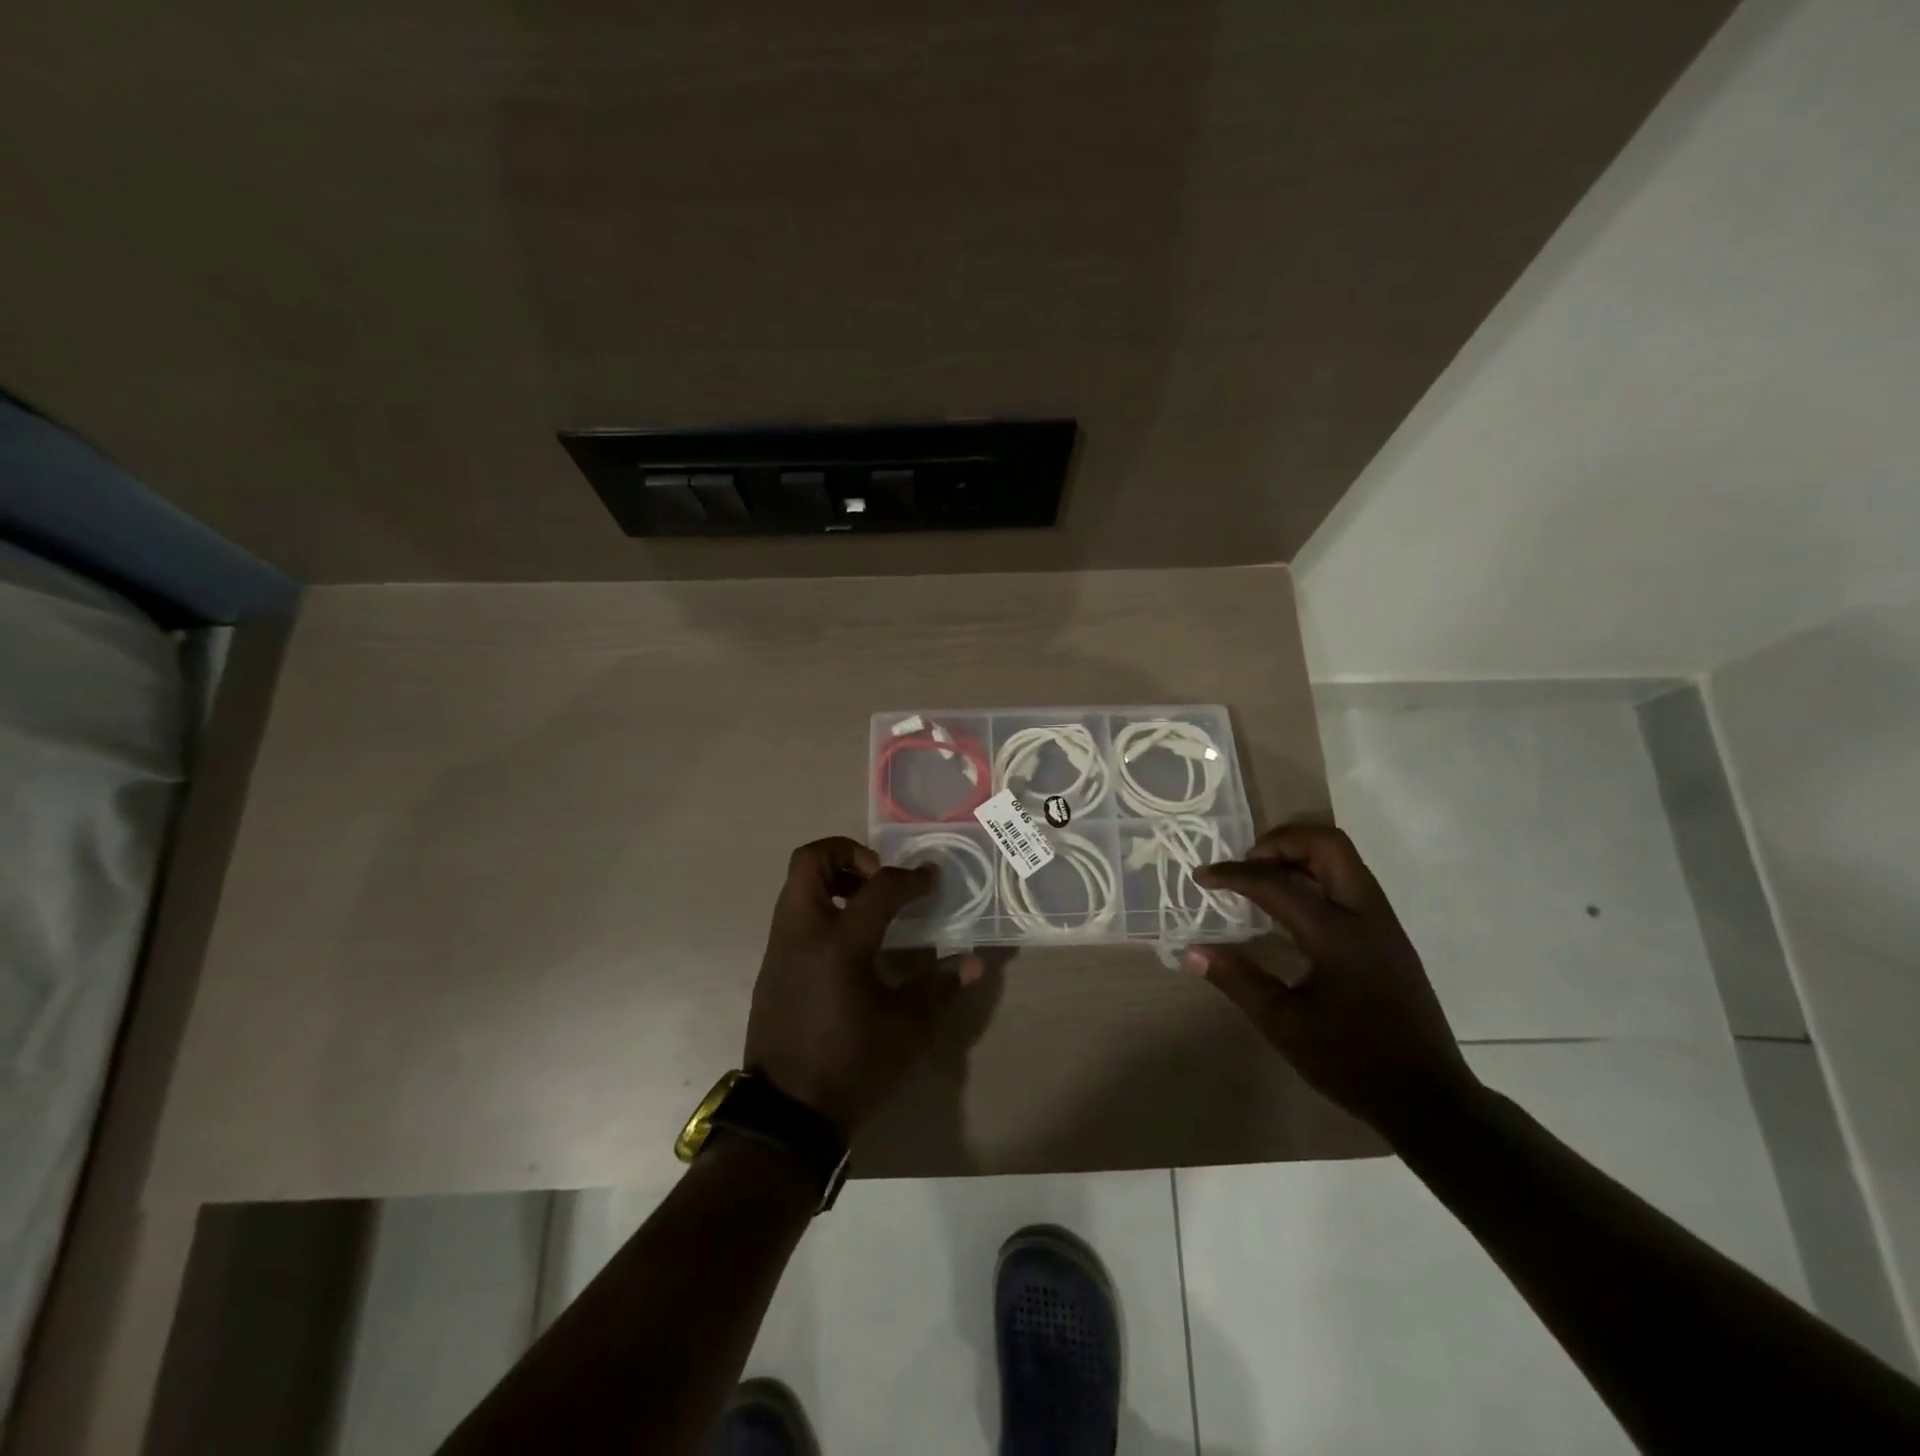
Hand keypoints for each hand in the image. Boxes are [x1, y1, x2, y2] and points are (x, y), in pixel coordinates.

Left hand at [744, 837, 979, 1134]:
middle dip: (847, 852)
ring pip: (796, 886)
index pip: (879, 888)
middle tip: (879, 875)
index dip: (911, 879)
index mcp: (840, 943)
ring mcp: (780, 948)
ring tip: (867, 905)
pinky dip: (820, 908)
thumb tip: (974, 962)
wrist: (787, 1116)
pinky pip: (793, 916)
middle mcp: (803, 933)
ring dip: (832, 879)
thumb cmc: (854, 1066)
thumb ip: (941, 987)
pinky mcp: (772, 967)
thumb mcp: (909, 1029)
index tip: (931, 881)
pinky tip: (849, 942)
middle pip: (810, 861)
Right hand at [1188, 823, 1479, 1138]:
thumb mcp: (1284, 1025)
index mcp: (1337, 935)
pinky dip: (1315, 875)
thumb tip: (1191, 952)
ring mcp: (1383, 923)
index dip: (1234, 874)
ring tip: (1263, 880)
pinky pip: (1350, 881)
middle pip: (1326, 844)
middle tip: (1246, 865)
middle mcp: (1366, 915)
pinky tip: (1292, 909)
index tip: (1202, 877)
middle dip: (1279, 842)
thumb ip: (1237, 980)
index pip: (1276, 883)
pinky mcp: (1389, 936)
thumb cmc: (1352, 1062)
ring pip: (1343, 858)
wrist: (1429, 1099)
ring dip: (1299, 855)